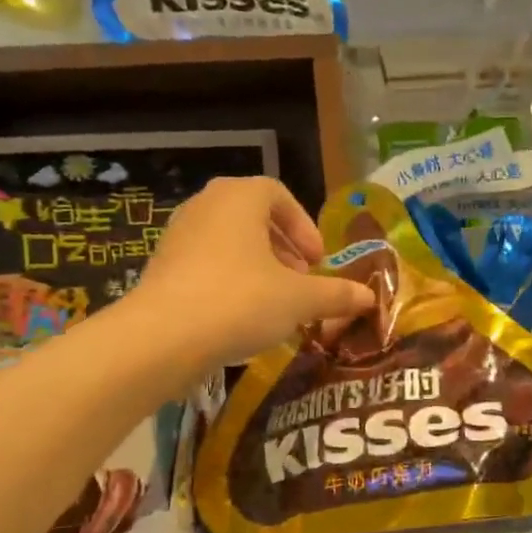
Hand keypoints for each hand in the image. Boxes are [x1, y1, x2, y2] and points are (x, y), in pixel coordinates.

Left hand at [122, 177, 375, 374]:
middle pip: (253, 217)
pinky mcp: (161, 267)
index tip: (317, 261)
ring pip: (229, 242)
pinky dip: (230, 281)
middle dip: (283, 247)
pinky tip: (243, 316)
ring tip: (276, 301)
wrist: (162, 338)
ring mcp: (178, 236)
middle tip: (301, 279)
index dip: (304, 226)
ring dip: (258, 265)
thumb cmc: (240, 301)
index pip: (277, 194)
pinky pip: (206, 264)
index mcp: (240, 198)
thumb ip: (336, 295)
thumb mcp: (300, 300)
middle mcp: (205, 206)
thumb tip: (370, 298)